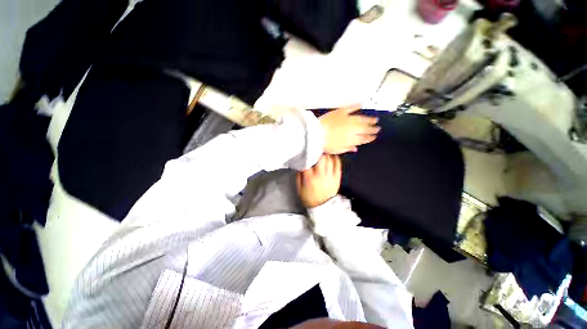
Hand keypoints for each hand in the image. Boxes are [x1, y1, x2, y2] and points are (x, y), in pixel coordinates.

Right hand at [297, 154, 341, 207]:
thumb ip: (298, 176)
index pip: (308, 162)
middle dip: (319, 153)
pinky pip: (338, 165)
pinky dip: (335, 159)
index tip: (306, 153)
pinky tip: (332, 157)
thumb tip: (300, 166)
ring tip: (323, 153)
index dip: (307, 155)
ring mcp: (330, 176)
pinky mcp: (337, 178)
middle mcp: (320, 175)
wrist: (323, 207)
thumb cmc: (309, 198)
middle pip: (321, 158)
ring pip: (330, 159)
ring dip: (326, 154)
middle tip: (316, 151)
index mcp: (309, 178)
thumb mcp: (299, 189)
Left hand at [319, 104, 379, 153]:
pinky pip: (351, 108)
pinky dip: (356, 106)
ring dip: (369, 119)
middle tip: (378, 128)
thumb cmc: (325, 144)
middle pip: (365, 128)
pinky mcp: (341, 112)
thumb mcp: (337, 150)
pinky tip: (362, 105)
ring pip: (361, 119)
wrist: (316, 134)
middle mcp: (352, 129)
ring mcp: (347, 119)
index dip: (369, 137)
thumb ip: (347, 148)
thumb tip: (355, 148)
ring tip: (375, 119)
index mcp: (351, 139)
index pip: (363, 138)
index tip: (374, 136)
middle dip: (372, 129)